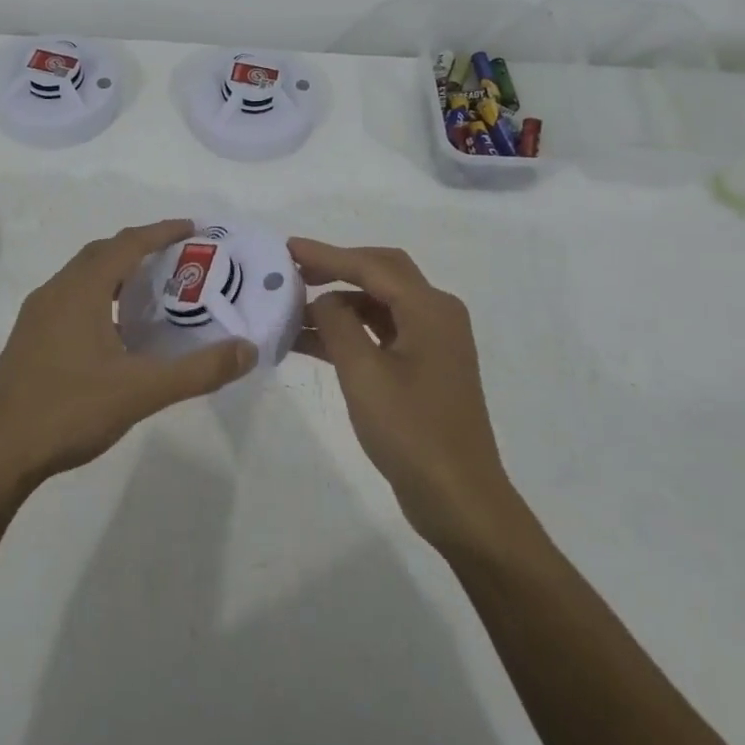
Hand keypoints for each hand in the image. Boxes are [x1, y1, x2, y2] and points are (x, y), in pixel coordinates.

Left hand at [0, 219, 256, 490]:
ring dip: (117, 272)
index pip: (127, 244)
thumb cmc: (67, 410)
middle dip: (140, 247)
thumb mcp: (141, 391)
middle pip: (102, 253)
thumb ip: (198, 370)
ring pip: (83, 277)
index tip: (193, 229)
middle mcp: (55, 292)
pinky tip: (115, 332)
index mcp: (80, 291)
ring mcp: (36, 317)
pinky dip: (100, 297)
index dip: (161, 232)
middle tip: (178, 259)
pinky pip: (71, 300)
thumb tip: (247, 350)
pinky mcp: (28, 340)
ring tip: (152, 292)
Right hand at [289, 238, 522, 549]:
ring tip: (292, 308)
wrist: (457, 497)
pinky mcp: (424, 367)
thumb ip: (338, 325)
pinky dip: (349, 331)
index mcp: (429, 309)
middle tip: (294, 269)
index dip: (327, 255)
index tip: (287, 247)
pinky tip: (311, 340)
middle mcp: (436, 315)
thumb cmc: (411, 431)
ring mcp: (432, 342)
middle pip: (381, 274)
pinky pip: (382, 333)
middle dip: (336, 268)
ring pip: (379, 305)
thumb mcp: (364, 374)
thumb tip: (323, 301)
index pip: (372, 266)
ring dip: (339, 303)